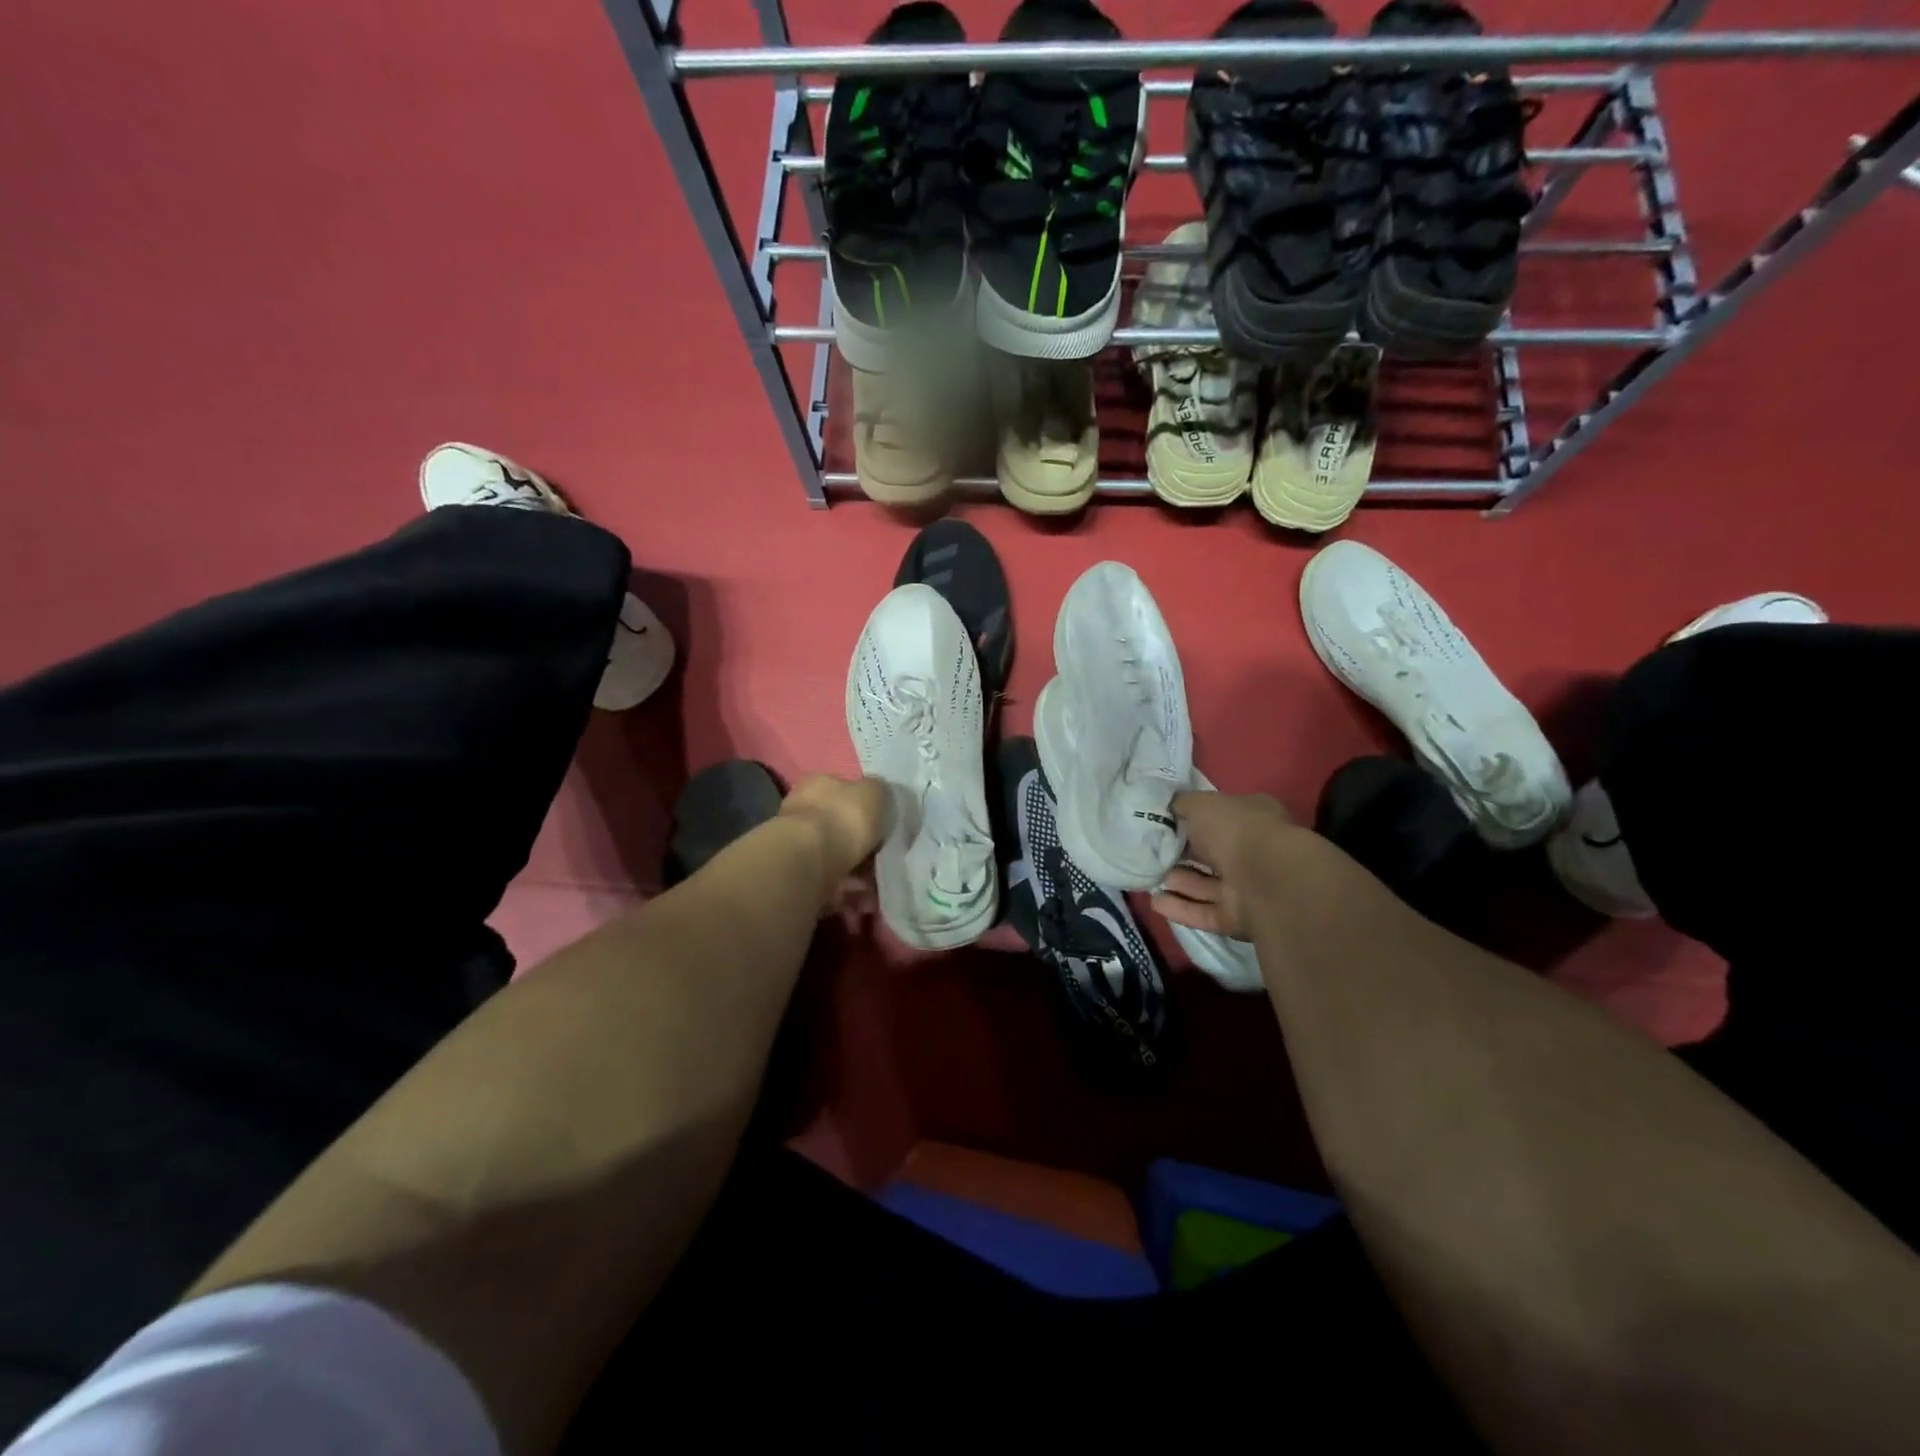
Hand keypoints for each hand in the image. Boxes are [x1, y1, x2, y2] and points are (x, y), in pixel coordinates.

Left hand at [779, 774, 888, 898]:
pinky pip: (830, 882)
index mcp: (818, 784)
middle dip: (862, 846)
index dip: (865, 809)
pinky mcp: (797, 875)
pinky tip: (860, 899)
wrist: (810, 862)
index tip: (883, 827)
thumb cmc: (844, 818)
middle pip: (840, 827)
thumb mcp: (874, 792)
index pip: (843, 791)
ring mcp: (797, 845)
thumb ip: (878, 791)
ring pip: (835, 857)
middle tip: (882, 861)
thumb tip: (878, 795)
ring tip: (874, 888)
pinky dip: (846, 891)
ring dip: (857, 873)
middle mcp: (802, 811)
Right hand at [1151, 790, 1293, 941]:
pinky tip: (1156, 901)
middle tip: (1150, 853)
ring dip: (1178, 881)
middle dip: (1182, 855)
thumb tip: (1167, 808)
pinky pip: (1206, 911)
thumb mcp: (1200, 804)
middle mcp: (1255, 851)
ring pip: (1207, 885)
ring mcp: (1249, 887)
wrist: (1266, 880)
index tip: (1162, 824)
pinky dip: (1181, 907)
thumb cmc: (1235, 830)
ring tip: (1148, 877)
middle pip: (1212, 854)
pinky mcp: (1240, 917)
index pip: (1220, 817)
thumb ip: (1181, 804)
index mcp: (1253, 817)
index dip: (1191, 820)